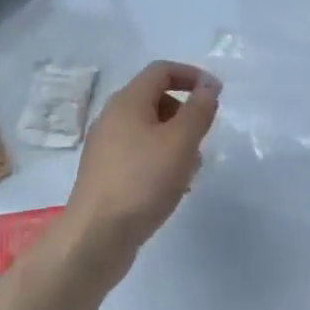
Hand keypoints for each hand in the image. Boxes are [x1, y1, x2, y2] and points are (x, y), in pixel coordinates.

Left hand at [67, 61, 220, 268]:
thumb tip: (208, 85)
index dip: (191, 75)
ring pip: (148, 130)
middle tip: (202, 138)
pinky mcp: (104, 174)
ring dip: (175, 141)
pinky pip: (138, 154)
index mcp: (128, 101)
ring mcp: (105, 147)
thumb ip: (199, 109)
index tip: (215, 94)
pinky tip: (170, 188)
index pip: (162, 70)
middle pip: (155, 98)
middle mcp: (112, 117)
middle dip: (184, 113)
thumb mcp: (181, 142)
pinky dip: (159, 160)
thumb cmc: (142, 182)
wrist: (94, 239)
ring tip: (190, 170)